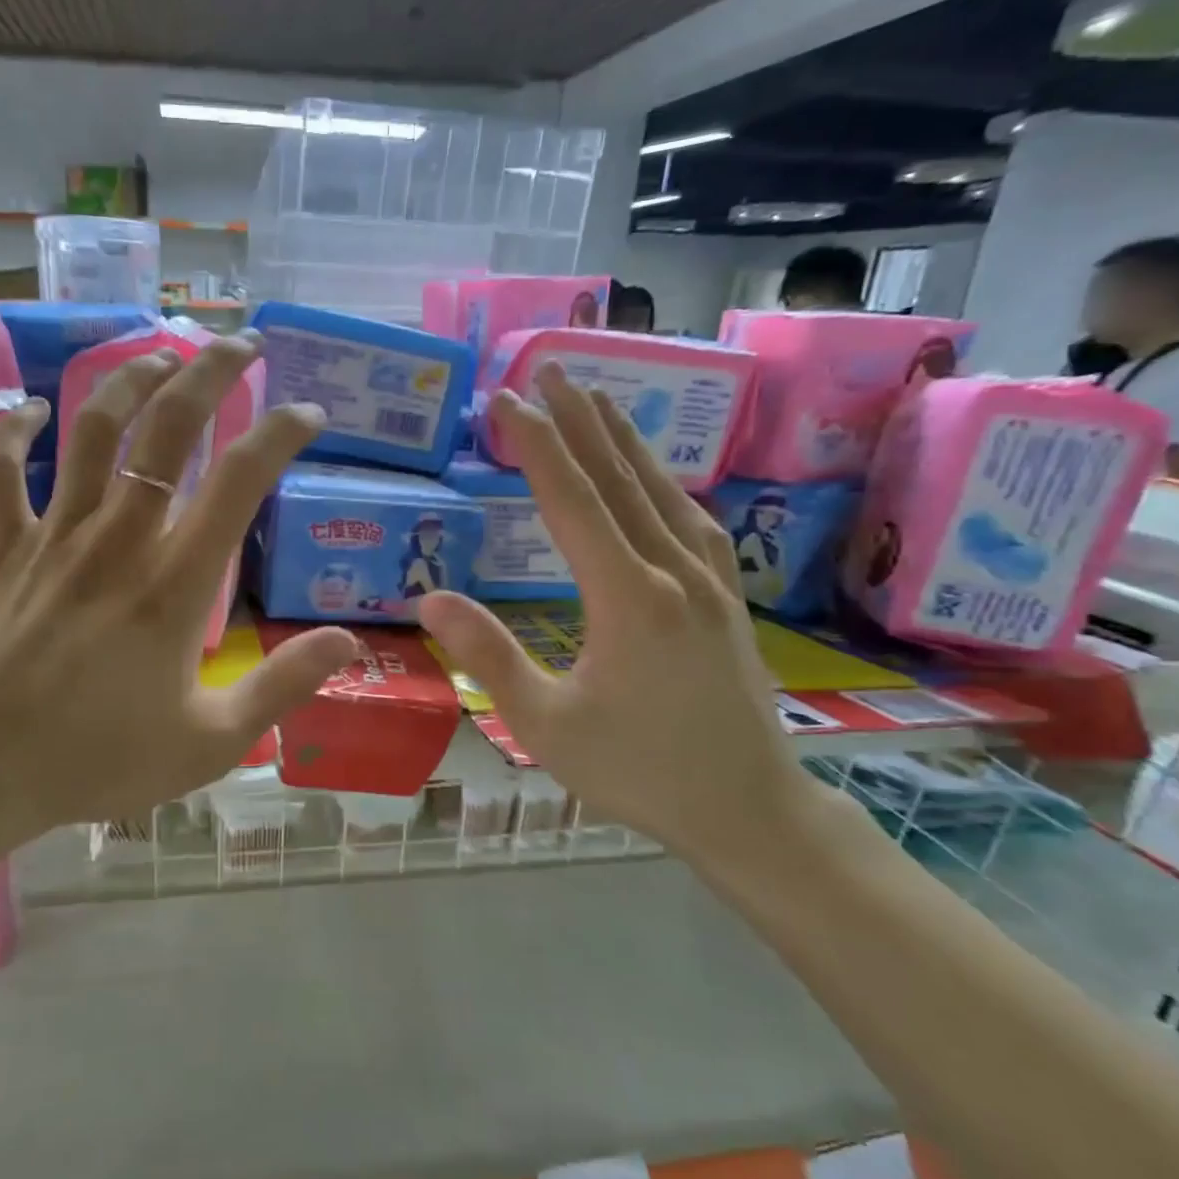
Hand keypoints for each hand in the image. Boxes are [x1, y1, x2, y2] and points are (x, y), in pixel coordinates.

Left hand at [0, 335, 357, 842]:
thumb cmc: (96, 760)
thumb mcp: (209, 742)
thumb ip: (281, 686)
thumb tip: (347, 641)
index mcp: (173, 584)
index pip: (239, 481)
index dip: (280, 434)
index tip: (308, 414)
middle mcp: (117, 539)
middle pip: (167, 427)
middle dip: (211, 372)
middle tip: (242, 343)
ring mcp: (53, 536)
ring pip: (91, 429)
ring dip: (128, 380)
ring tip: (162, 357)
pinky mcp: (1, 548)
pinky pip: (0, 472)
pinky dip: (13, 432)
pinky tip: (32, 408)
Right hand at [415, 363, 806, 860]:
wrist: (748, 809)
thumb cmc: (636, 771)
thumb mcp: (544, 724)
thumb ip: (487, 655)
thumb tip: (430, 597)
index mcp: (628, 597)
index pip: (571, 500)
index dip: (536, 445)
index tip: (506, 401)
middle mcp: (673, 571)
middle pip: (618, 477)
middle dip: (579, 419)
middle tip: (547, 369)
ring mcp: (709, 579)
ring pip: (659, 489)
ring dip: (621, 438)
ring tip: (593, 397)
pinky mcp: (725, 594)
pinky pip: (688, 515)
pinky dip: (658, 479)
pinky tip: (649, 473)